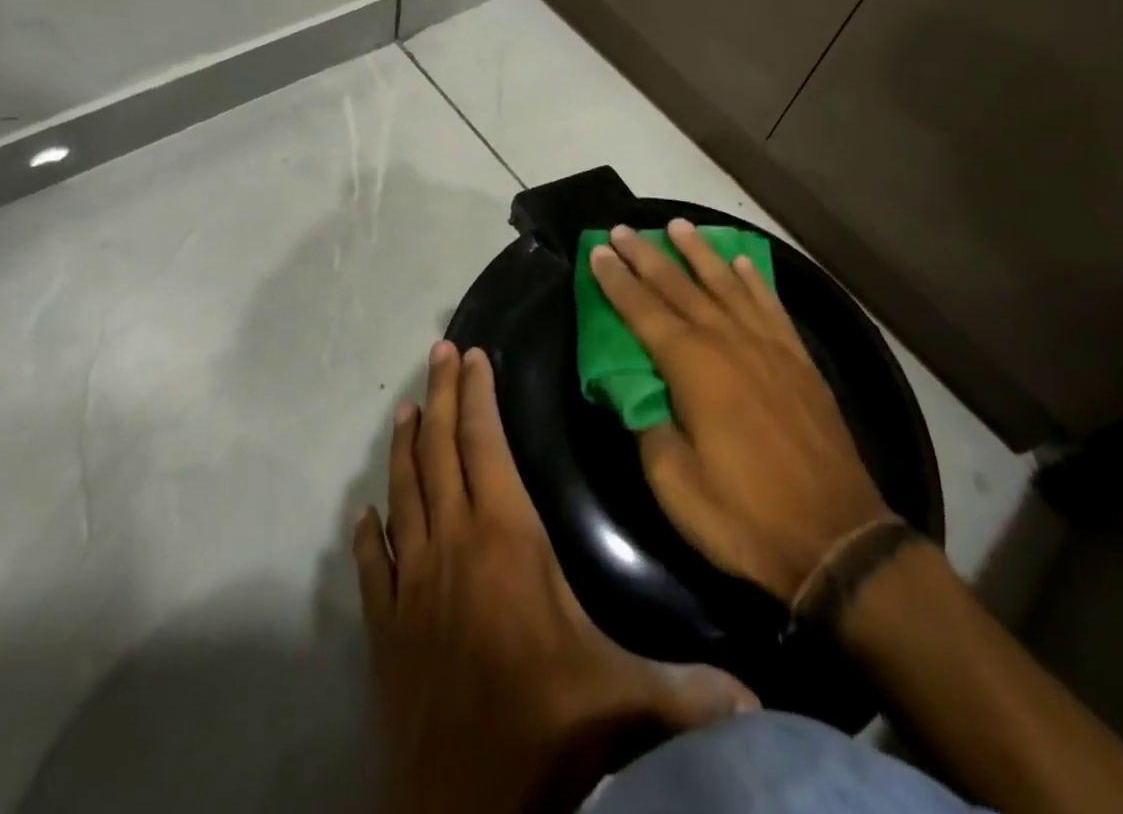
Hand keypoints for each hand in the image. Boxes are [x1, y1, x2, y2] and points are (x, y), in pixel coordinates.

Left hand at [353, 340, 753, 813]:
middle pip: (441, 451)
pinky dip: (368, 535)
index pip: (485, 444)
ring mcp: (410, 584)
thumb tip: (758, 696)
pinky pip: (372, 567)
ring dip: (405, 448)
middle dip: (441, 395)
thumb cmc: (546, 726)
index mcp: (505, 536)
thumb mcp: (625, 697)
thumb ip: (691, 686)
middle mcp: (451, 544)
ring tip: (406, 411)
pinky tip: (364, 515)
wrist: (464, 811)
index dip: (478, 395)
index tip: (472, 354)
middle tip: (438, 353)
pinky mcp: (385, 628)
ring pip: (403, 494)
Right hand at [589, 220, 892, 602]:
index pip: (643, 311)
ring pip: (726, 284)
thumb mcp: (676, 485)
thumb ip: (649, 427)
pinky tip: (741, 262)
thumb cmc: (745, 517)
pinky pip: (770, 305)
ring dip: (698, 253)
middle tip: (623, 228)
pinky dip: (753, 279)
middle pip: (679, 286)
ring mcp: (768, 346)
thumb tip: (635, 390)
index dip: (617, 280)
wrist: (836, 539)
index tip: (598, 250)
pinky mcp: (799, 359)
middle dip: (647, 256)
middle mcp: (728, 342)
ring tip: (678, 226)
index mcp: (693, 367)